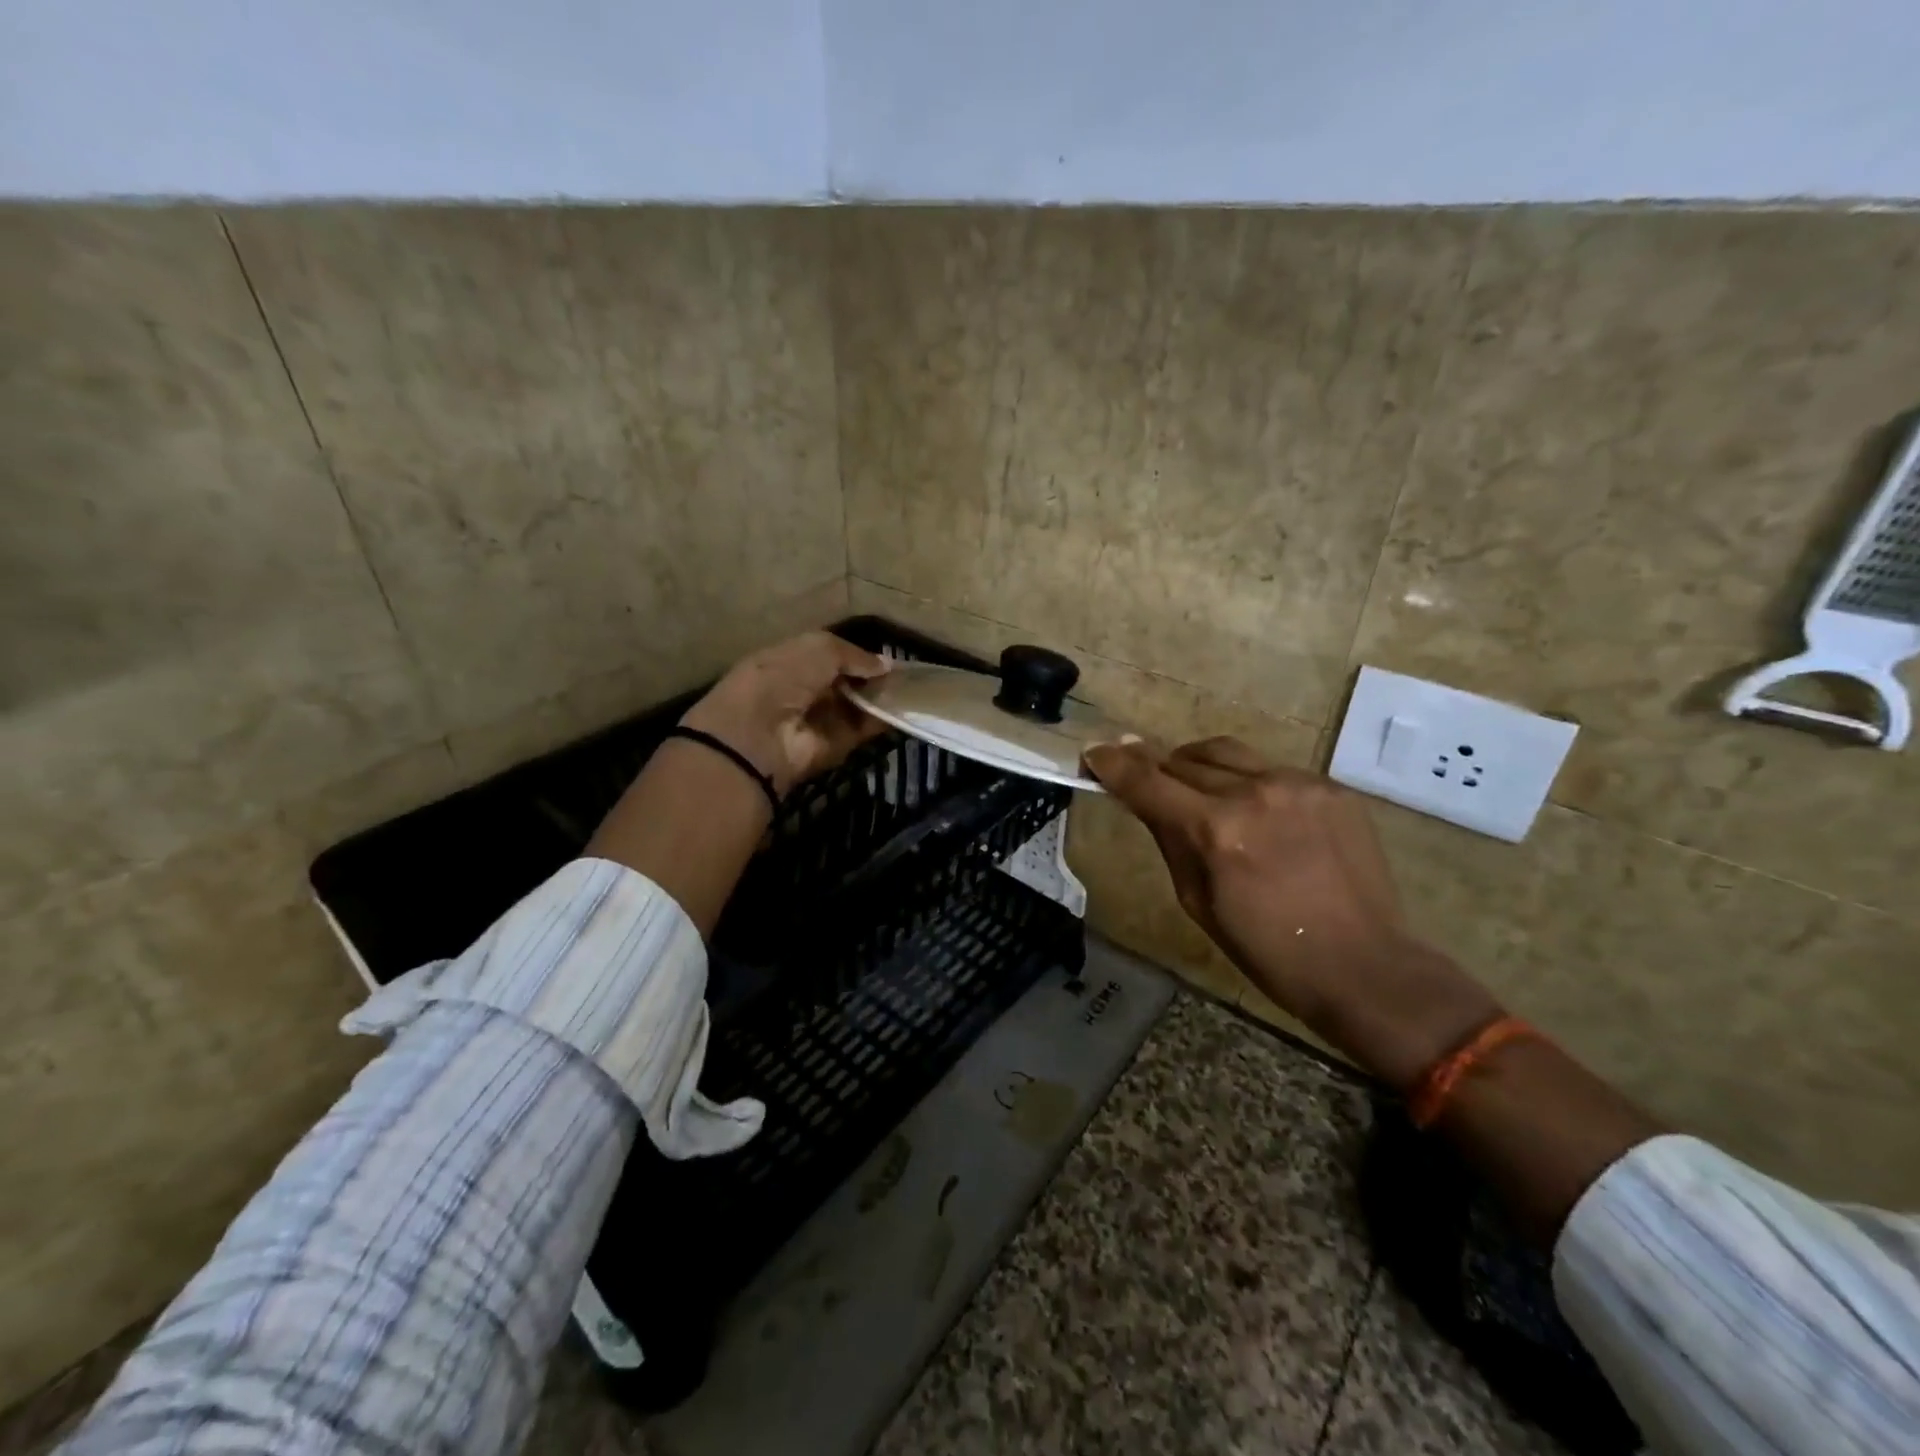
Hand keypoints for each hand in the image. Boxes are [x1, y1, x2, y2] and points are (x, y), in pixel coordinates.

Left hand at [679, 631, 891, 796]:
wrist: (760, 735)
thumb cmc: (782, 678)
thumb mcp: (818, 649)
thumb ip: (854, 654)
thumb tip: (886, 665)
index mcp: (788, 660)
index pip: (827, 654)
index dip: (855, 652)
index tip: (886, 653)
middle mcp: (804, 689)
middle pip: (845, 680)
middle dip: (871, 675)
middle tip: (905, 671)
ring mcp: (820, 719)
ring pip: (858, 704)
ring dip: (881, 696)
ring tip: (911, 687)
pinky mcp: (836, 745)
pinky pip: (864, 728)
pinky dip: (884, 718)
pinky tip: (905, 707)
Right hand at [1082, 736, 1500, 1090]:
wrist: (1363, 965)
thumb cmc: (1265, 949)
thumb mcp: (1196, 900)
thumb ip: (1169, 838)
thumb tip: (1143, 798)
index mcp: (1214, 830)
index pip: (1147, 780)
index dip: (1113, 763)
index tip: (1094, 752)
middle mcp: (1253, 793)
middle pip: (1183, 758)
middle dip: (1157, 769)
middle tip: (1148, 781)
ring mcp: (1297, 784)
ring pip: (1225, 752)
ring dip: (1199, 766)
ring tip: (1199, 790)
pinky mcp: (1330, 786)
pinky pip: (1269, 768)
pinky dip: (1248, 782)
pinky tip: (1257, 812)